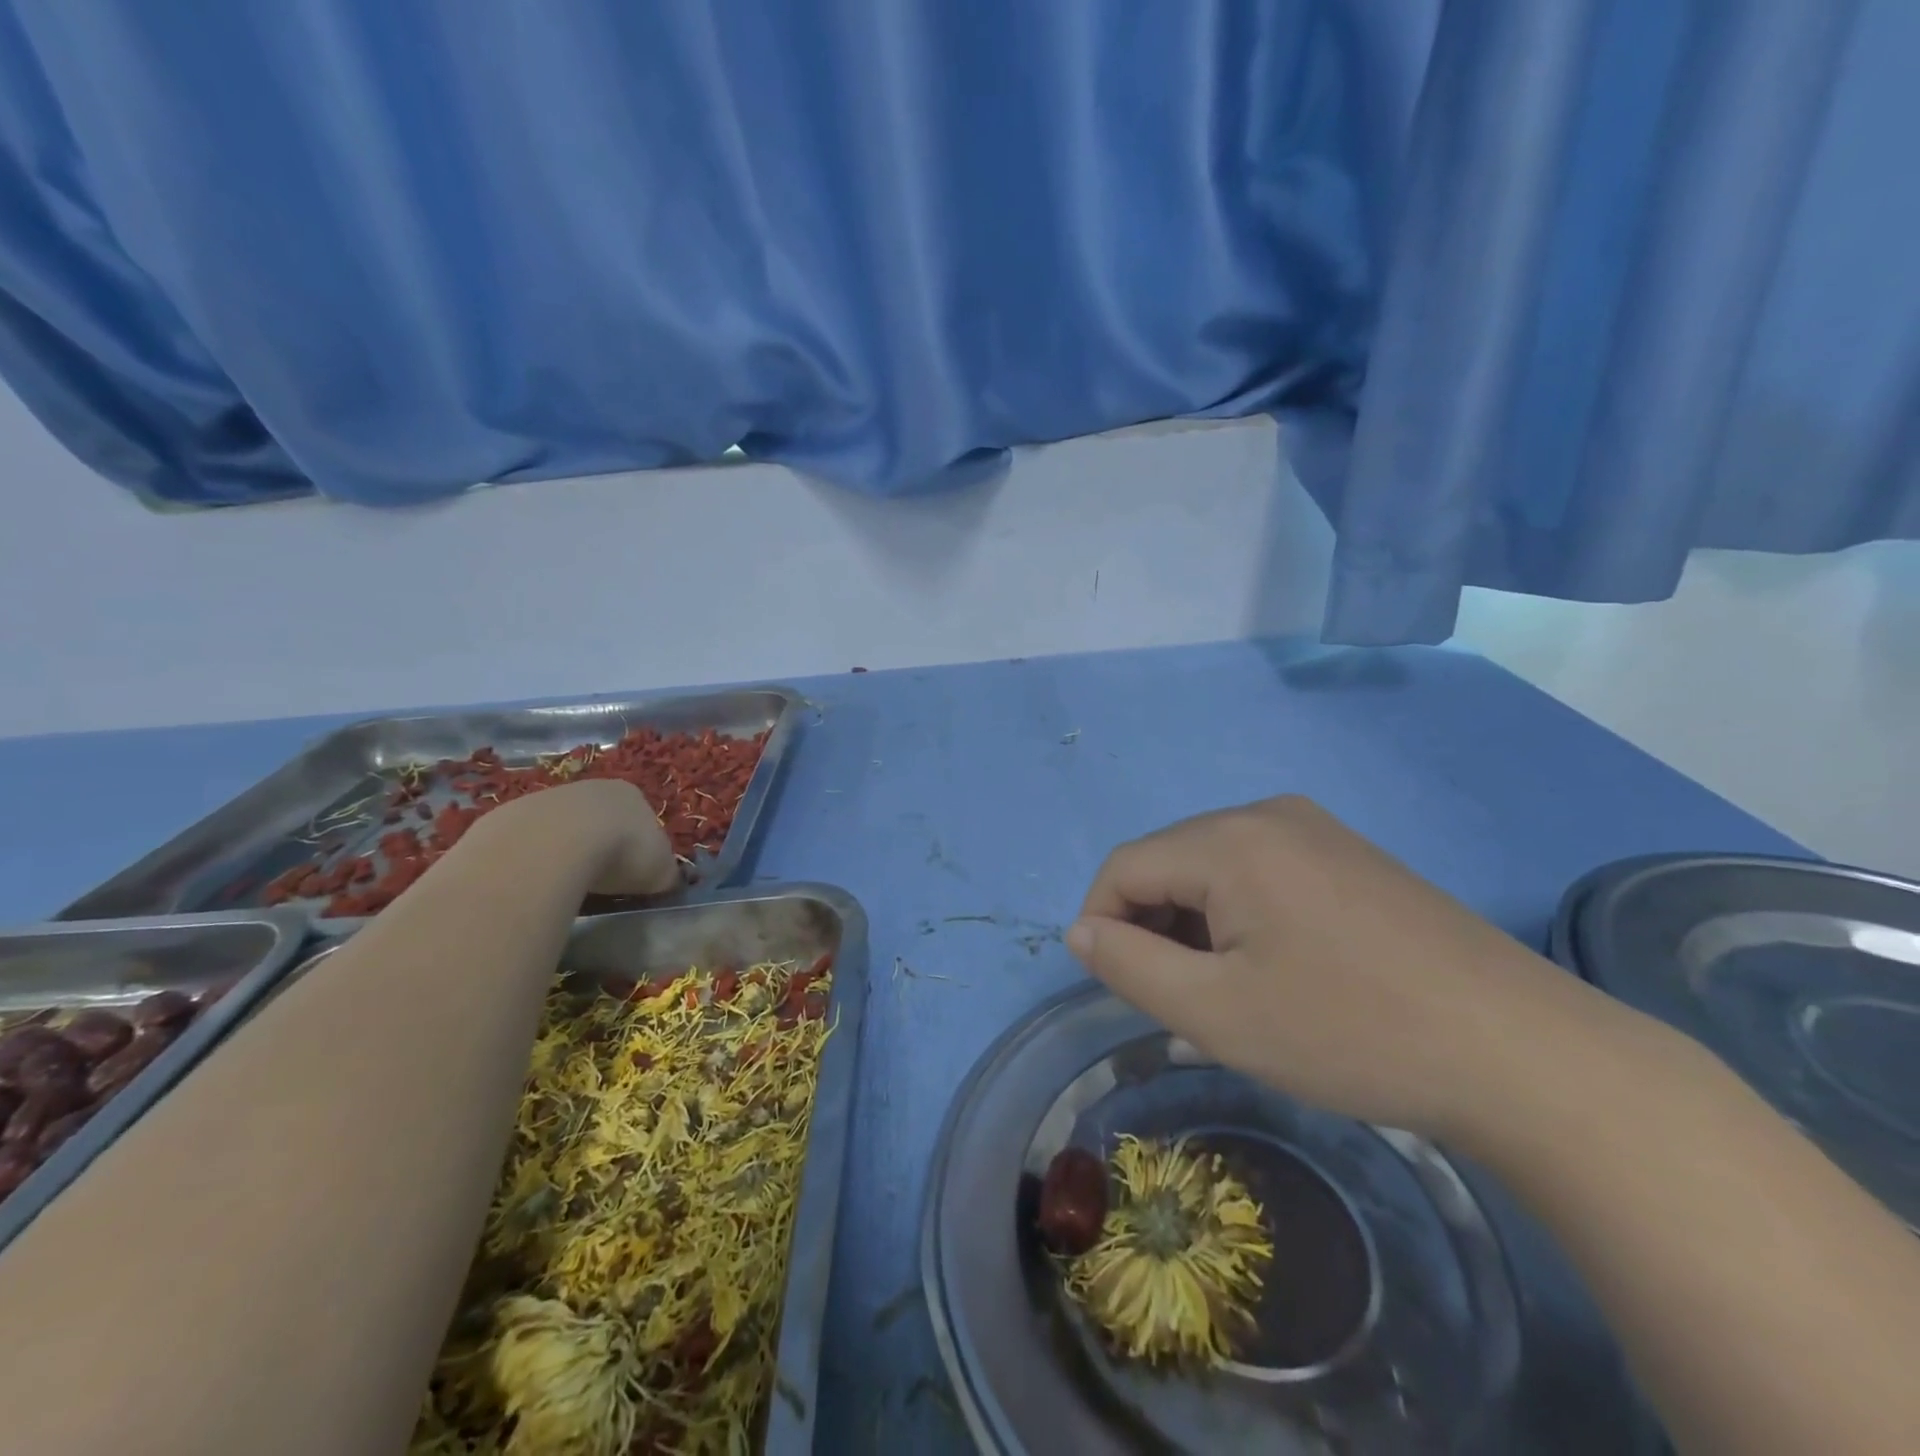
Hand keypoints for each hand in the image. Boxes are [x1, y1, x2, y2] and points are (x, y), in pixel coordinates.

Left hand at [481, 779, 680, 898]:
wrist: (553, 845)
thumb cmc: (621, 852)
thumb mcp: (661, 870)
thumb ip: (666, 873)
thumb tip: (665, 881)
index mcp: (631, 794)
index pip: (641, 817)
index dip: (640, 845)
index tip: (636, 872)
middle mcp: (591, 788)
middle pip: (600, 818)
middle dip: (601, 845)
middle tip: (602, 880)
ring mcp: (547, 798)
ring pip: (562, 828)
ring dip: (566, 852)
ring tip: (567, 886)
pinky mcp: (510, 816)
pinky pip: (529, 842)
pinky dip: (534, 860)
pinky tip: (537, 883)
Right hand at [1068, 796, 1614, 1139]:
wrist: (1522, 1054)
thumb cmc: (1350, 1031)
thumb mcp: (1216, 1013)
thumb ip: (1128, 965)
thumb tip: (1081, 932)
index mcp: (1230, 840)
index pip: (1125, 866)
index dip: (1101, 923)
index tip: (1117, 986)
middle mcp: (1268, 814)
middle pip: (1171, 862)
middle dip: (1152, 925)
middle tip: (1177, 1000)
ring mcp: (1317, 830)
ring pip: (1216, 869)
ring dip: (1196, 924)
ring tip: (1227, 993)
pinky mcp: (1350, 856)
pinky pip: (1264, 873)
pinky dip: (1242, 917)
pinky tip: (1275, 969)